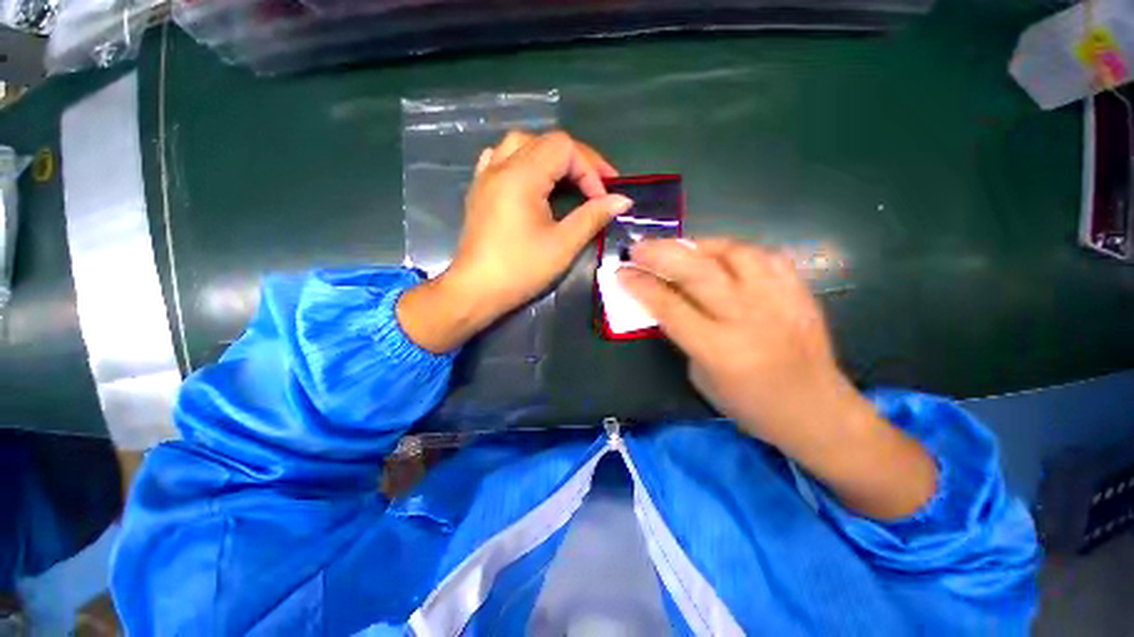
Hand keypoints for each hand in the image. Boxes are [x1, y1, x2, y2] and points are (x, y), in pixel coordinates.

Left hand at [399, 130, 630, 352]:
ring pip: (522, 145)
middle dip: (576, 161)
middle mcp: (501, 166)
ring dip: (549, 157)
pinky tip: (530, 179)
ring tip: (566, 180)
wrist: (476, 291)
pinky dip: (523, 161)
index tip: (602, 199)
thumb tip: (622, 200)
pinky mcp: (479, 190)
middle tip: (595, 186)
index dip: (590, 169)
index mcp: (521, 175)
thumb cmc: (520, 269)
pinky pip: (501, 158)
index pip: (564, 149)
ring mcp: (486, 176)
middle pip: (545, 142)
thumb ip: (593, 216)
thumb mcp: (562, 245)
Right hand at [618, 238, 840, 447]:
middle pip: (697, 272)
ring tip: (681, 248)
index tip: (621, 271)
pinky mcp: (799, 292)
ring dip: (699, 245)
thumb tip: (668, 302)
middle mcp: (747, 318)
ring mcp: (778, 301)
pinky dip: (736, 250)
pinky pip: (764, 256)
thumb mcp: (701, 377)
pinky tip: (722, 255)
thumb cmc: (750, 405)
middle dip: (661, 254)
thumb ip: (684, 335)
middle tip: (639, 247)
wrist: (816, 411)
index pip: (669, 307)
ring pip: (733, 253)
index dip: (641, 286)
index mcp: (718, 349)